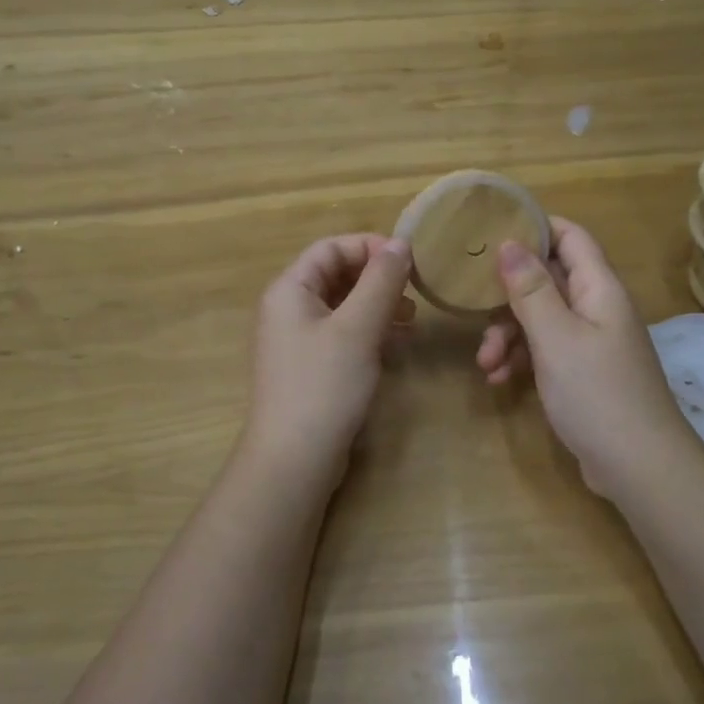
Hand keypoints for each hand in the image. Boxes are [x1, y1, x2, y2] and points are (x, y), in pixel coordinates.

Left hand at [240, 234, 414, 489]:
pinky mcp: (311, 368)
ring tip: (411, 319)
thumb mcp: (357, 328)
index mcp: (289, 289)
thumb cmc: (324, 385)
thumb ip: (380, 282)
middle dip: (377, 279)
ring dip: (377, 306)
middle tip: (415, 292)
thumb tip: (400, 243)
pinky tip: (397, 344)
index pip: (330, 248)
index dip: (370, 247)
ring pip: (342, 307)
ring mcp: (298, 341)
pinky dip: (369, 332)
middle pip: (336, 275)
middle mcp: (288, 309)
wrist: (294, 460)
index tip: (410, 261)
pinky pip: (342, 335)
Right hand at [477, 217, 697, 499]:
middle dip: (508, 295)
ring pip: (541, 318)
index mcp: (598, 289)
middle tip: (476, 310)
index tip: (491, 232)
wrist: (639, 467)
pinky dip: (521, 359)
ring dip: (509, 334)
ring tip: (485, 363)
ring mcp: (591, 342)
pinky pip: (546, 350)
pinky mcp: (583, 372)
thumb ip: (531, 289)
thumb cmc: (597, 394)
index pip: (570, 237)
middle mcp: (597, 307)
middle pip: (548, 279)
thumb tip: (509, 242)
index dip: (534, 227)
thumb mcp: (556, 338)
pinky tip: (498, 380)